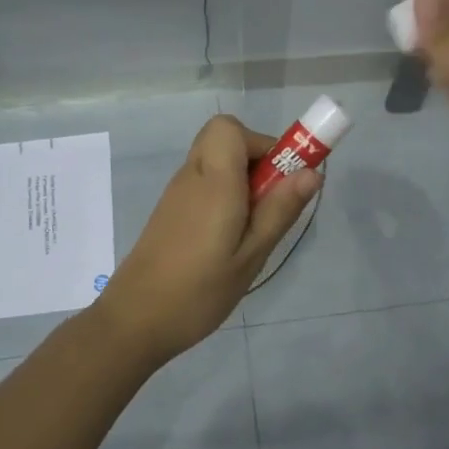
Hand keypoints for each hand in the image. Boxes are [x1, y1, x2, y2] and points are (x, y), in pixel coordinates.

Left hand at [95, 115, 321, 364]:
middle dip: (255, 160)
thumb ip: (280, 209)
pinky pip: (203, 184)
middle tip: (269, 203)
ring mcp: (176, 194)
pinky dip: (223, 196)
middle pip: (222, 139)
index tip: (281, 179)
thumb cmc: (199, 291)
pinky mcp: (169, 212)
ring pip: (214, 163)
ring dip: (240, 180)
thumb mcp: (251, 255)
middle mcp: (190, 177)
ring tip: (251, 229)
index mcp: (212, 181)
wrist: (135, 321)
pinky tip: (228, 240)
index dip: (261, 143)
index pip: (229, 128)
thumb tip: (312, 172)